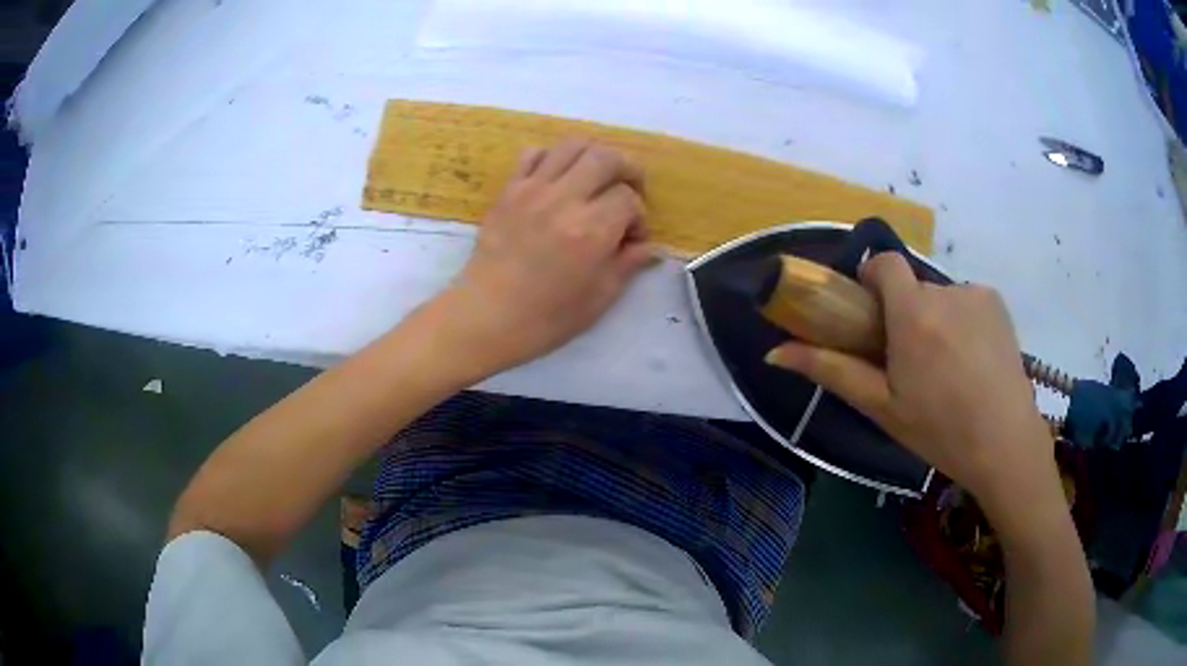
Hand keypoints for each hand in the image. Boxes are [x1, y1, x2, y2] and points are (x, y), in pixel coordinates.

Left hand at [439, 140, 655, 371]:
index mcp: (591, 230)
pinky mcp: (509, 190)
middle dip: (627, 169)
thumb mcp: (599, 298)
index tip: (631, 238)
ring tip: (597, 178)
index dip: (639, 216)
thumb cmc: (546, 317)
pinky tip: (558, 179)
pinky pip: (533, 153)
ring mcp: (532, 190)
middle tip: (629, 190)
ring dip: (593, 156)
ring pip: (572, 145)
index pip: (629, 198)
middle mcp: (563, 200)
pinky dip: (553, 157)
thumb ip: (628, 264)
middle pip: (606, 157)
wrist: (486, 317)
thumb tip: (648, 246)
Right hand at [766, 253, 1056, 509]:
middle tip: (912, 365)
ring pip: (941, 298)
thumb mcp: (881, 406)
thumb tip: (774, 353)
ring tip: (948, 371)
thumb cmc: (939, 430)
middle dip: (905, 314)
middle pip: (913, 287)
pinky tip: (973, 363)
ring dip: (936, 322)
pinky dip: (963, 323)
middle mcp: (946, 291)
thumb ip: (831, 370)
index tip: (872, 314)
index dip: (873, 279)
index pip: (884, 262)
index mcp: (913, 313)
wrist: (1005, 444)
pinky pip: (967, 302)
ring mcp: (977, 294)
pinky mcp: (998, 304)